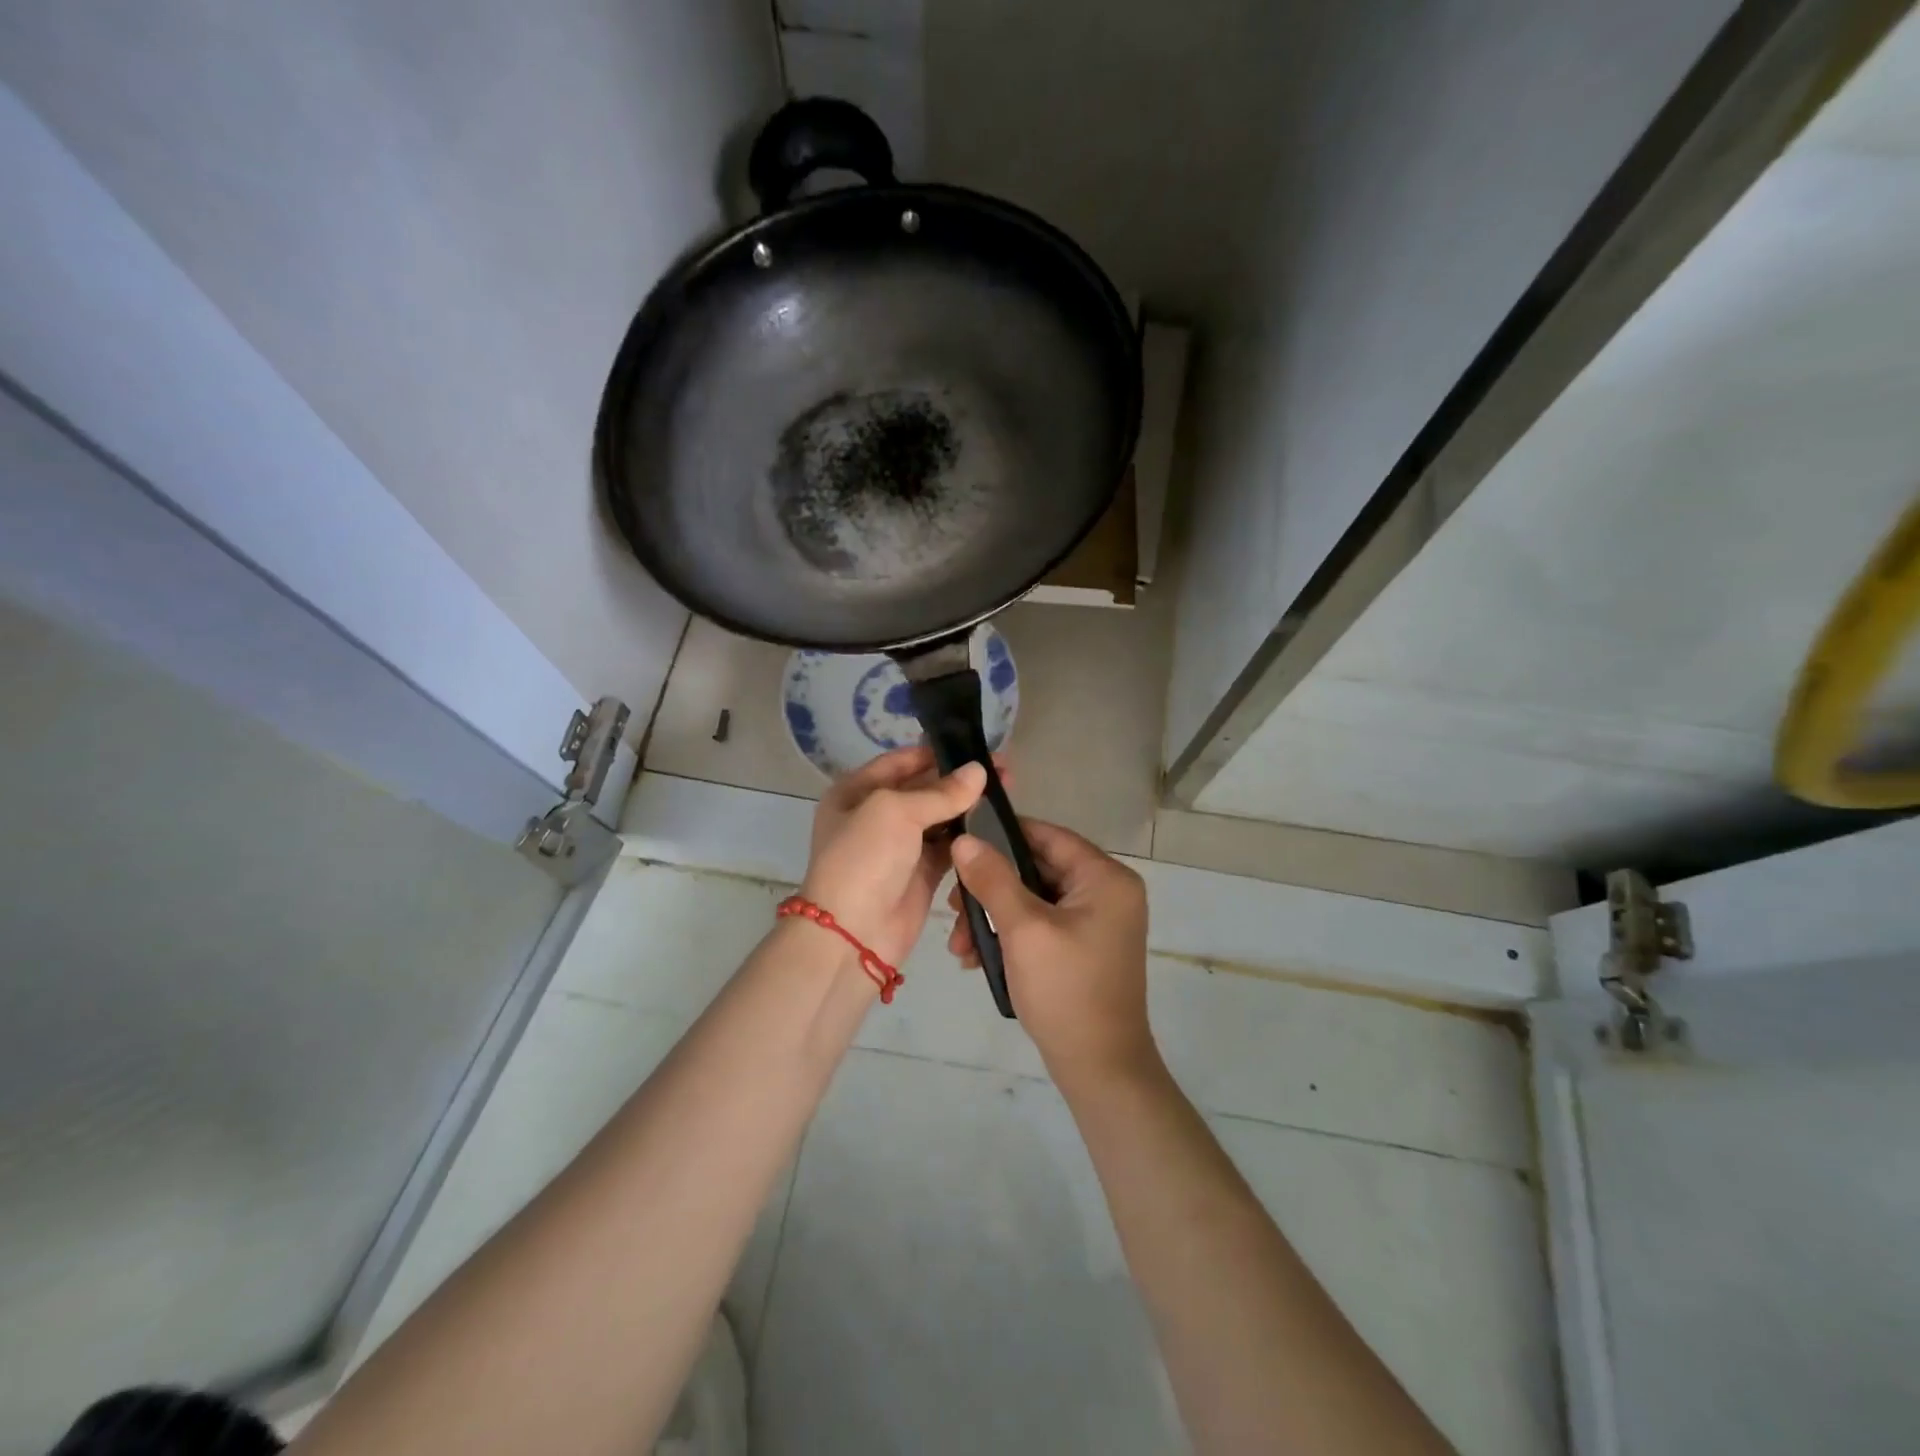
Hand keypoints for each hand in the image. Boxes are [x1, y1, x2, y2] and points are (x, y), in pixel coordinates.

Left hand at [801, 745, 986, 968]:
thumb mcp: (895, 812)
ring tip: (1007, 796)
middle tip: (1004, 771)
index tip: (978, 748)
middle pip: (924, 788)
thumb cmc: (864, 859)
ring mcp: (899, 846)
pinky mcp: (920, 873)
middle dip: (960, 780)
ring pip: (940, 818)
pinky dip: (968, 838)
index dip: (938, 752)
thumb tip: (980, 771)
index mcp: (856, 791)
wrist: (853, 934)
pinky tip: (995, 826)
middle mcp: (876, 814)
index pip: (902, 761)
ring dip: (969, 807)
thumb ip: (940, 792)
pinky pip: (948, 847)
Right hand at [946, 821, 1157, 1087]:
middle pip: (1037, 869)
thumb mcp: (1023, 929)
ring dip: (994, 917)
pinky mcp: (1083, 947)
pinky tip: (976, 958)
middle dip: (990, 889)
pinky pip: (1041, 925)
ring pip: (1033, 900)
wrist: (1100, 1068)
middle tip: (952, 907)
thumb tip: (964, 840)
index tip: (960, 843)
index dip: (1002, 835)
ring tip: (959, 946)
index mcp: (1105, 878)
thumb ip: (993, 879)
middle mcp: (1107, 892)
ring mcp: (1097, 922)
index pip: (1048, 836)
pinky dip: (1010, 935)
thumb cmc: (1065, 990)